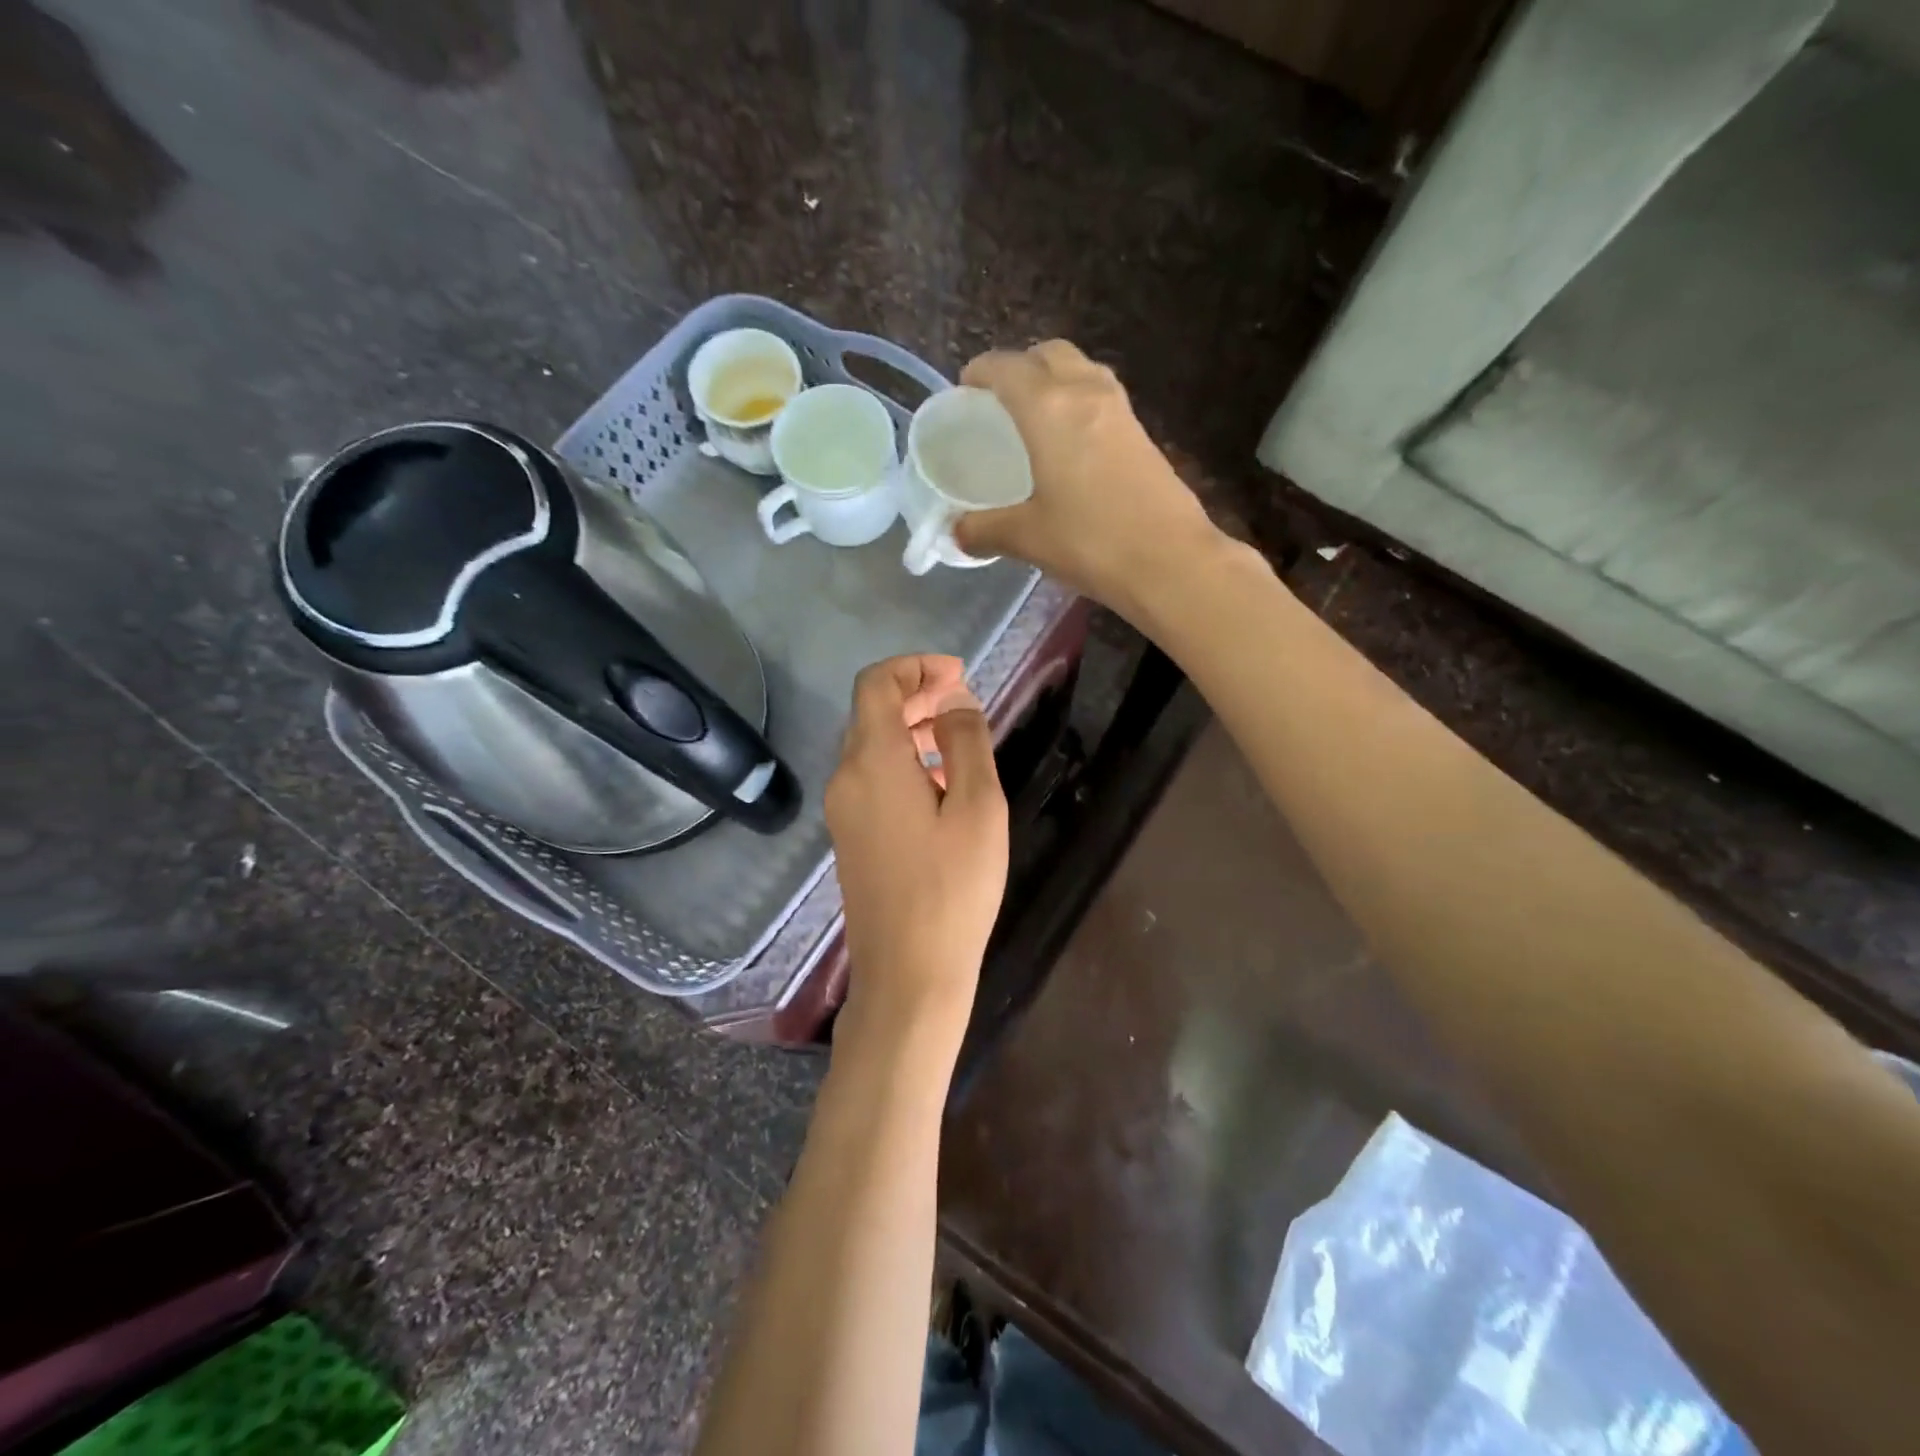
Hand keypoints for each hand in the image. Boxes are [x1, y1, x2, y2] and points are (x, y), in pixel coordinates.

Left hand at [824, 655, 1008, 1046]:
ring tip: (958, 739)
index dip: (916, 668)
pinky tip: (938, 783)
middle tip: (964, 703)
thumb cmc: (952, 889)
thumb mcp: (977, 807)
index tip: (959, 676)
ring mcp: (842, 810)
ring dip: (910, 728)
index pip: (877, 684)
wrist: (908, 974)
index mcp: (872, 761)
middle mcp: (845, 778)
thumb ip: (966, 742)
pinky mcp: (849, 837)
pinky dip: (902, 760)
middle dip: (917, 695)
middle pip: (871, 712)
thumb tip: (954, 701)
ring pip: (870, 746)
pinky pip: (870, 778)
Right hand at [955, 340, 1219, 616]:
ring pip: (1081, 370)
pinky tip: (1069, 446)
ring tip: (1033, 420)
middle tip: (1000, 403)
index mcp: (1049, 408)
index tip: (964, 393)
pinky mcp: (1142, 434)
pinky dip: (1078, 403)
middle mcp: (1086, 394)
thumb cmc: (1091, 543)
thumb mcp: (1027, 538)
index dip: (980, 373)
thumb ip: (984, 529)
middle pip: (1048, 354)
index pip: (1007, 368)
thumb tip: (957, 533)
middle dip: (1020, 367)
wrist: (1171, 561)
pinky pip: (1101, 397)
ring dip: (1054, 380)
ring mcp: (1121, 411)